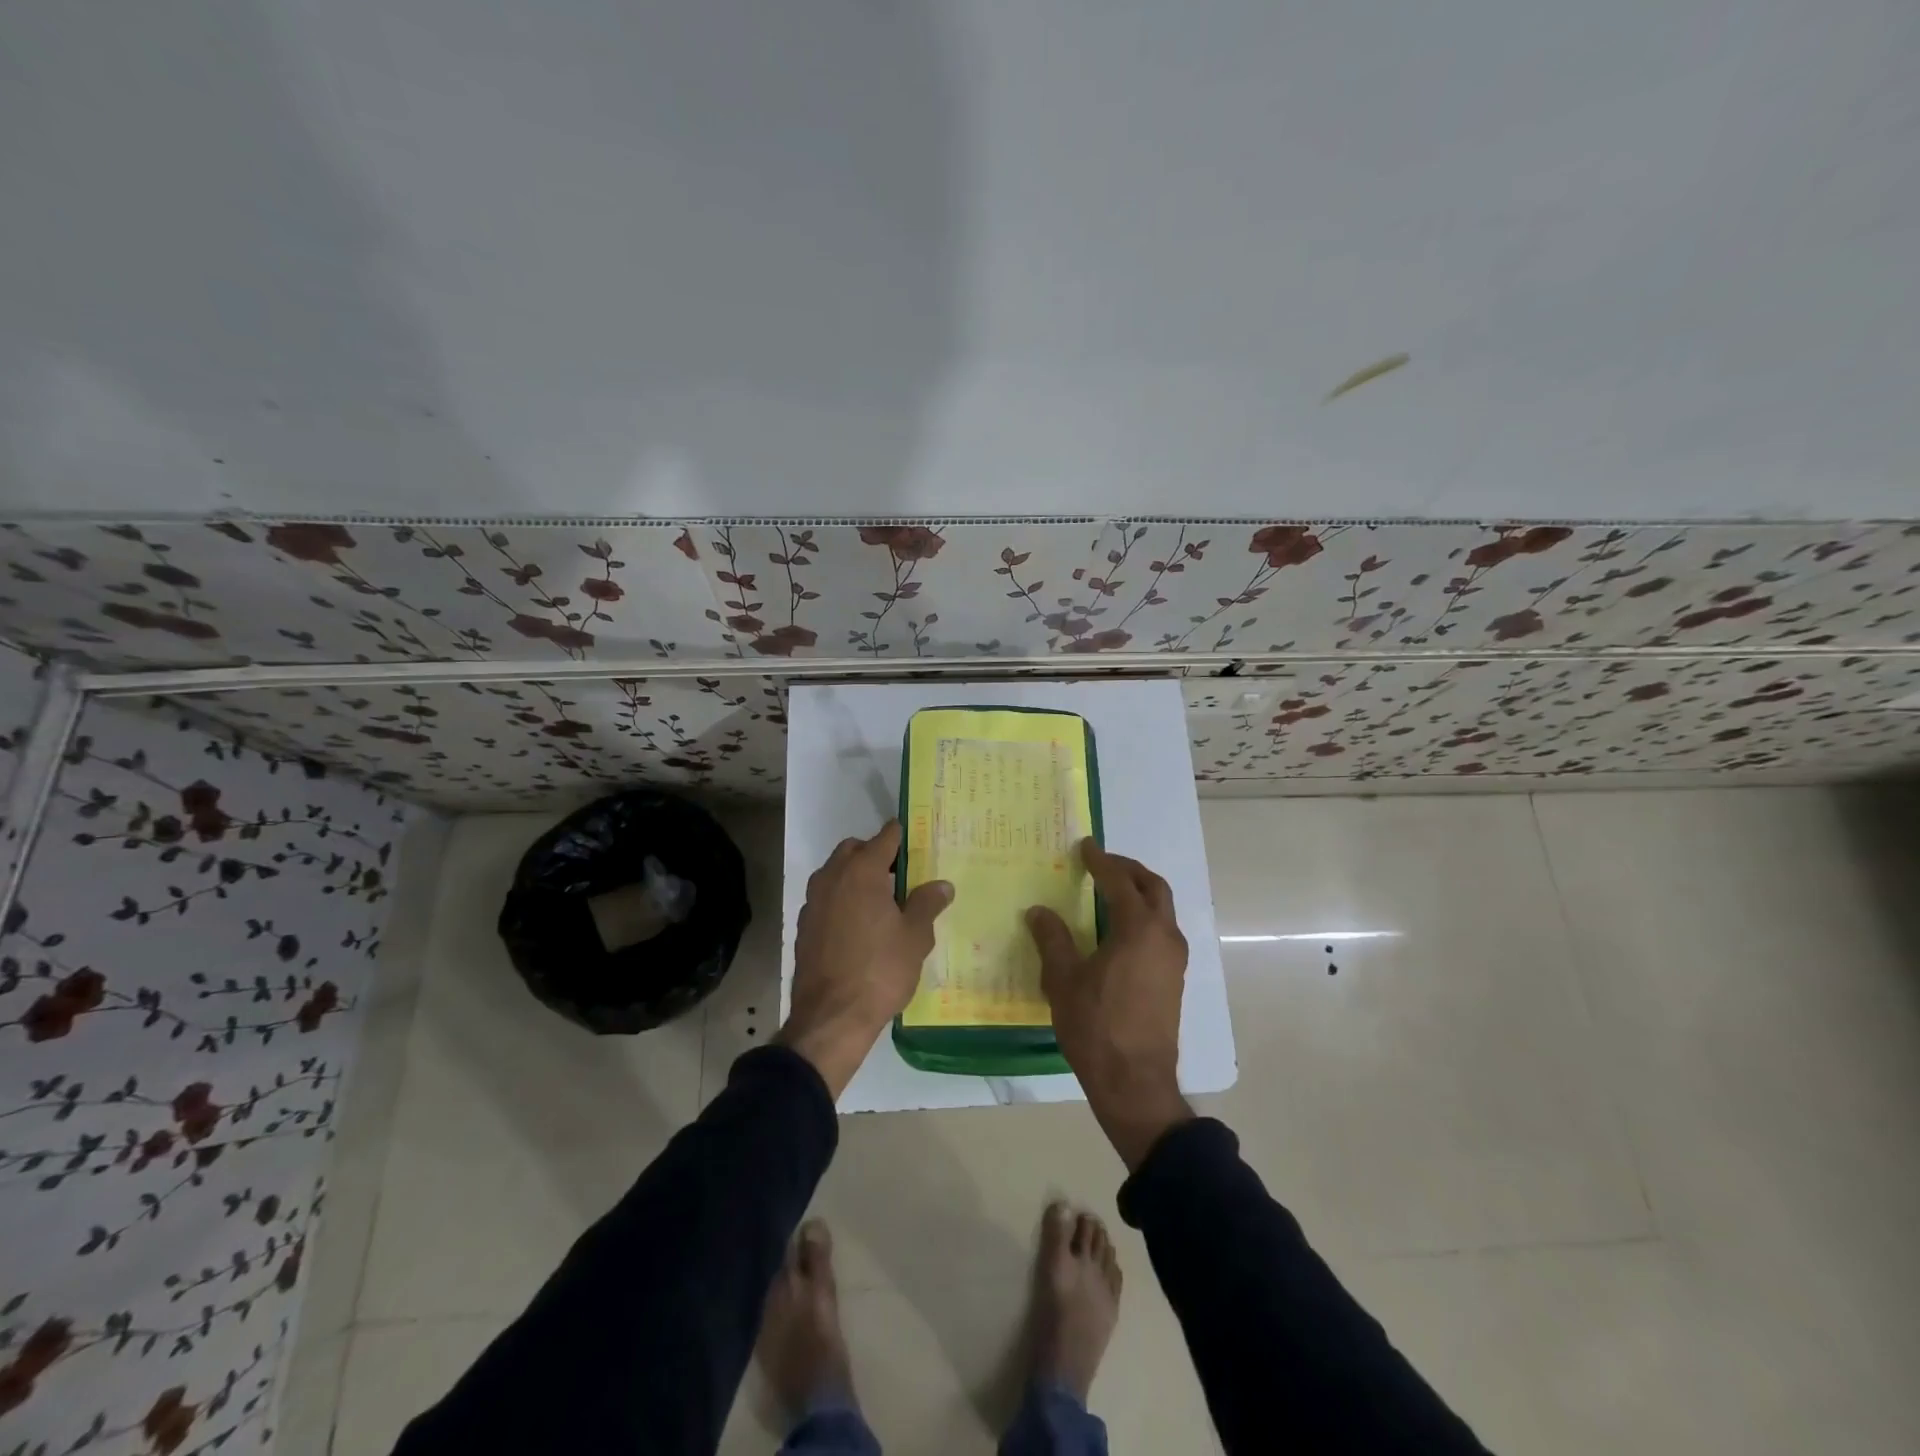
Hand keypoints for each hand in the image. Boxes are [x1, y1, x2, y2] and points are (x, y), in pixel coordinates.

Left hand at [779, 821, 952, 1097]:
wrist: (831, 1018)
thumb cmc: (880, 971)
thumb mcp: (915, 937)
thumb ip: (927, 904)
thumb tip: (941, 885)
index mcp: (862, 872)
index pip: (885, 837)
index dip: (903, 836)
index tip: (918, 840)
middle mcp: (832, 877)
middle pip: (854, 850)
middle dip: (875, 854)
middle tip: (900, 875)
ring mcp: (813, 902)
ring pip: (836, 873)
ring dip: (856, 877)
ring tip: (882, 902)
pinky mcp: (804, 926)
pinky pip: (827, 898)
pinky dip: (842, 900)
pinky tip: (859, 926)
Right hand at [1028, 841, 1192, 1169]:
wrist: (1135, 1081)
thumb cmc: (1096, 1026)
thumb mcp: (1064, 980)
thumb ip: (1052, 939)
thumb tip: (1039, 911)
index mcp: (1138, 929)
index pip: (1119, 882)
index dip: (1101, 862)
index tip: (1086, 847)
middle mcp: (1164, 936)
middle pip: (1153, 887)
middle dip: (1129, 870)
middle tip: (1102, 864)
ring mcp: (1174, 959)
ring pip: (1163, 909)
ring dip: (1140, 892)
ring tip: (1110, 892)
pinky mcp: (1174, 979)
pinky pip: (1162, 931)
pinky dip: (1145, 916)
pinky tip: (1120, 930)